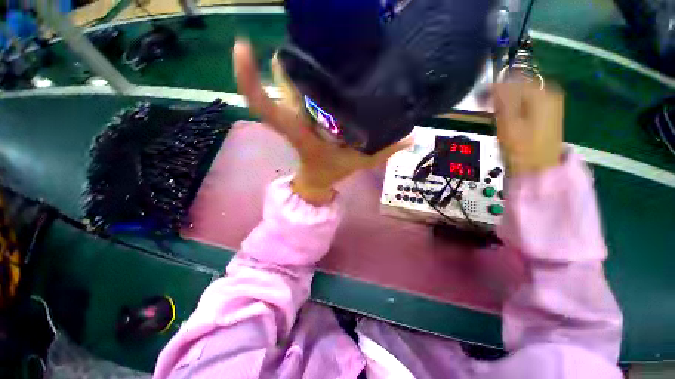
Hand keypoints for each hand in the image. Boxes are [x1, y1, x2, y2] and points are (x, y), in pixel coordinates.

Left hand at [233, 41, 410, 204]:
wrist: (316, 179)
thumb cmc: (330, 172)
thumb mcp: (358, 163)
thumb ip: (385, 151)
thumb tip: (413, 136)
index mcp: (299, 132)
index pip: (266, 105)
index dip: (249, 78)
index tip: (243, 46)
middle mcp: (293, 117)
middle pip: (280, 80)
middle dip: (292, 54)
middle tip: (317, 30)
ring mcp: (296, 113)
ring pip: (289, 80)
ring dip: (301, 59)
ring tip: (328, 40)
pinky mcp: (301, 112)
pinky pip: (299, 87)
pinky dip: (308, 72)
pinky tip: (333, 61)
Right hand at [493, 82, 564, 175]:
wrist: (539, 167)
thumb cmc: (522, 147)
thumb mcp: (508, 122)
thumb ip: (503, 100)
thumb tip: (496, 85)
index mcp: (541, 94)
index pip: (513, 80)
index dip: (494, 87)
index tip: (480, 96)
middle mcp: (550, 93)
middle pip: (520, 84)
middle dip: (501, 91)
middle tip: (485, 103)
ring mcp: (552, 103)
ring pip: (524, 92)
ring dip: (507, 98)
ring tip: (494, 108)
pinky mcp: (549, 112)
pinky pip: (528, 101)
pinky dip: (516, 104)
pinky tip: (507, 113)